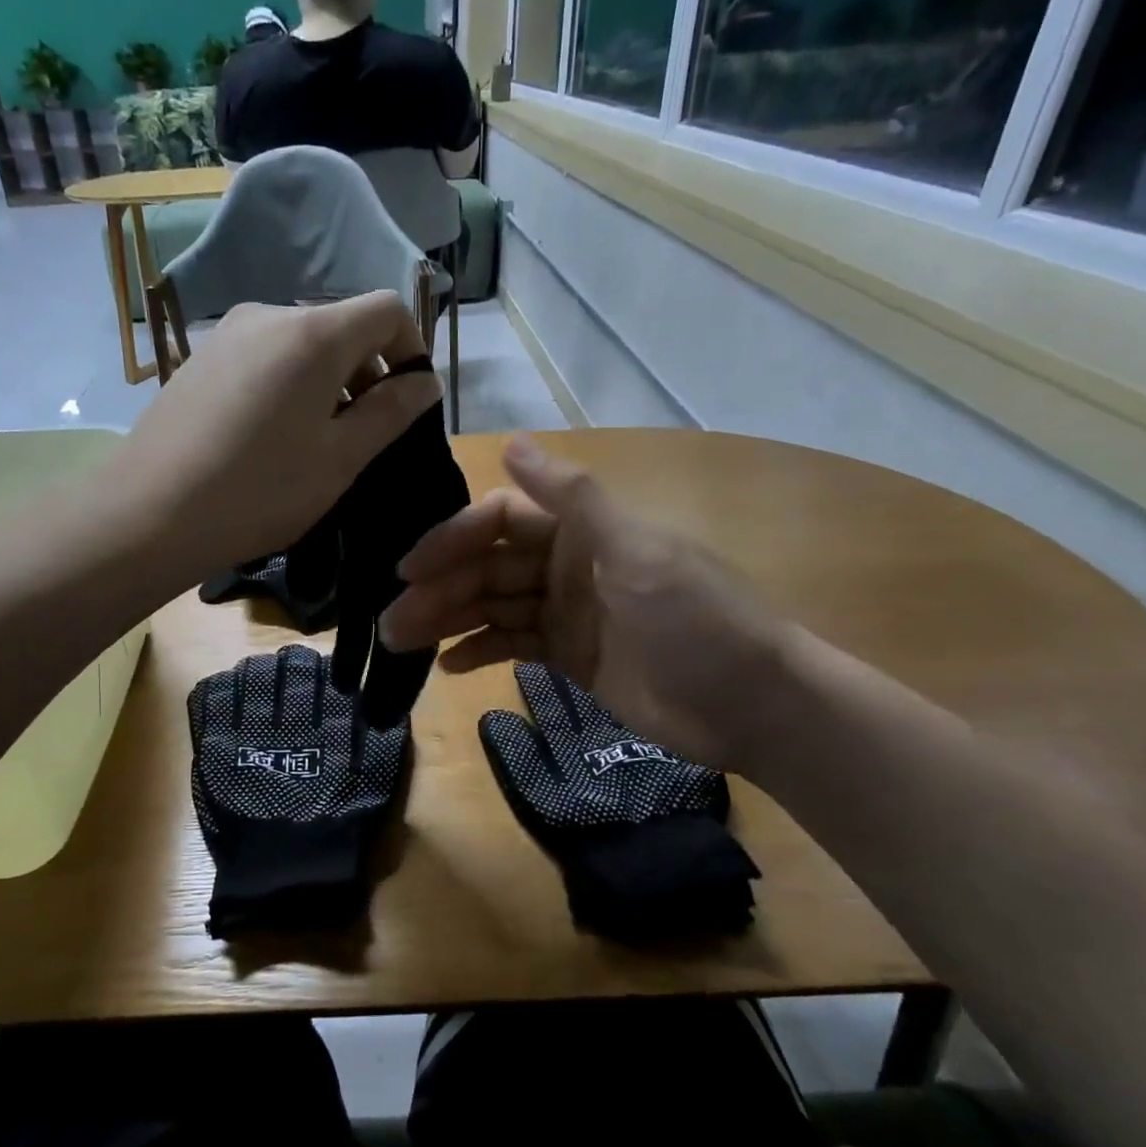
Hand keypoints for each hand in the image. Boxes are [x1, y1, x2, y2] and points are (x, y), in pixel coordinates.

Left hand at [109, 292, 436, 584]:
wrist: (148, 514)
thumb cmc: (259, 491)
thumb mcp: (340, 459)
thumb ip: (391, 412)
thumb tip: (426, 381)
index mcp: (314, 333)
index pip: (388, 309)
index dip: (411, 351)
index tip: (405, 405)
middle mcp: (270, 315)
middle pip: (342, 327)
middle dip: (366, 374)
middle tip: (360, 440)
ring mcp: (228, 335)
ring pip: (302, 346)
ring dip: (326, 385)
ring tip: (312, 447)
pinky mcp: (200, 360)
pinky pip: (265, 359)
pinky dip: (287, 387)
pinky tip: (268, 441)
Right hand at [378, 436, 788, 770]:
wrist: (753, 705)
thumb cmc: (696, 618)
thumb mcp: (637, 550)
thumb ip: (572, 497)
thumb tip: (509, 441)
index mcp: (582, 530)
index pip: (500, 522)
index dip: (453, 540)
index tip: (411, 570)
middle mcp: (567, 564)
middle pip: (488, 568)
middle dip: (440, 590)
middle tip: (393, 622)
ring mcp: (567, 613)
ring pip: (493, 608)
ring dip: (447, 621)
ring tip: (401, 643)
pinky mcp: (570, 658)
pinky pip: (513, 646)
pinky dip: (481, 652)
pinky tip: (447, 665)